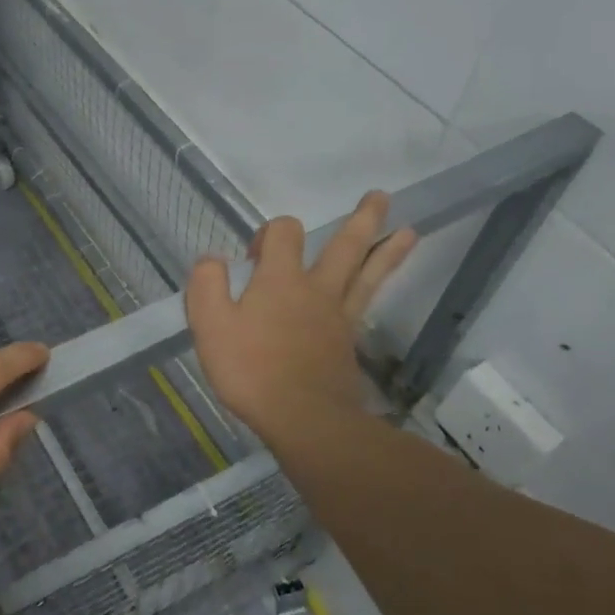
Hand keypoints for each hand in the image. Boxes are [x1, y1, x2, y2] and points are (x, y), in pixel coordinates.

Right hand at [185, 191, 415, 445]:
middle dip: (361, 220)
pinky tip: (381, 282)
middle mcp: (315, 288)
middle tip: (380, 197)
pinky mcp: (349, 341)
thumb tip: (212, 259)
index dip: (268, 233)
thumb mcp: (209, 326)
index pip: (283, 232)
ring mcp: (338, 315)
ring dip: (386, 248)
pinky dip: (379, 283)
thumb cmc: (251, 370)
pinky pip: (367, 302)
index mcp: (279, 279)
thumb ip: (206, 285)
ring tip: (408, 229)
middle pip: (344, 245)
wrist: (303, 417)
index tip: (251, 257)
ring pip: (367, 272)